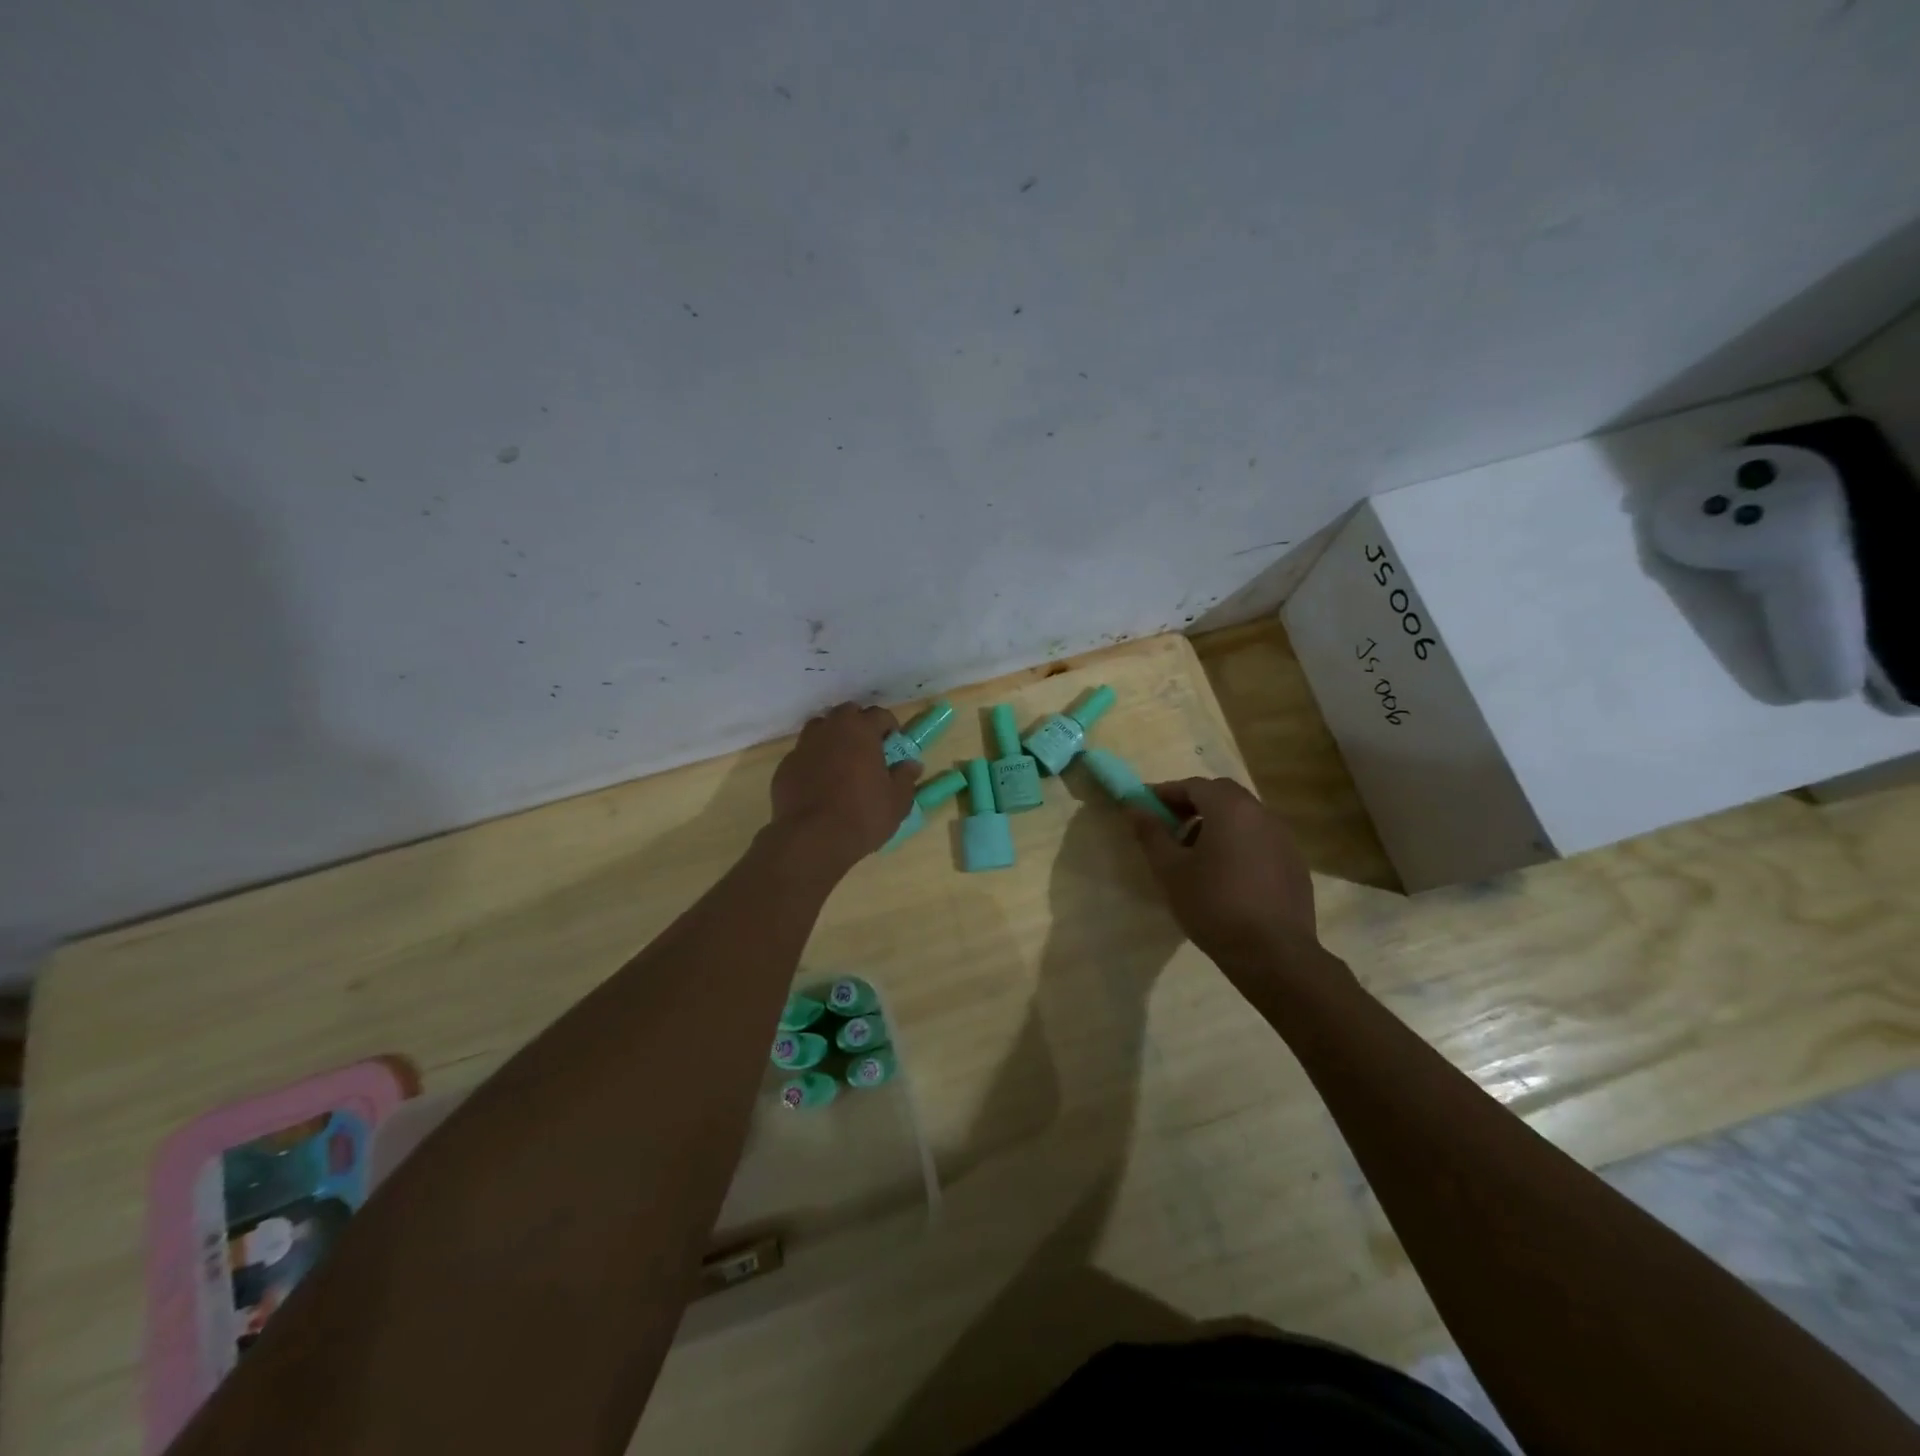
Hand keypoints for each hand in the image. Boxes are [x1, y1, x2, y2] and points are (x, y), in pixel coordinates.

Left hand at [769, 703, 921, 869]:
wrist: (811, 839)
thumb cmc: (862, 815)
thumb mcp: (897, 801)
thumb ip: (905, 778)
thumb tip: (911, 765)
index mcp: (860, 731)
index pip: (880, 714)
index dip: (890, 727)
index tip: (893, 743)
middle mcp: (830, 730)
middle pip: (846, 714)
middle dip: (859, 725)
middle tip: (867, 748)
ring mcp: (803, 746)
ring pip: (820, 729)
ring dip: (833, 738)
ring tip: (842, 762)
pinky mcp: (785, 767)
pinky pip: (803, 755)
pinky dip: (813, 761)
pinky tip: (819, 783)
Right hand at [1127, 778, 1320, 973]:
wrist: (1273, 954)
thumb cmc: (1213, 905)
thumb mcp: (1170, 870)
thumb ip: (1151, 833)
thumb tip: (1134, 807)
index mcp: (1230, 809)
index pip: (1193, 785)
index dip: (1166, 793)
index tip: (1145, 808)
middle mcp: (1262, 814)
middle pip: (1222, 796)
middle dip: (1192, 805)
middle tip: (1170, 828)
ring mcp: (1284, 838)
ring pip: (1243, 818)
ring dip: (1216, 824)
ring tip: (1196, 856)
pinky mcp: (1295, 863)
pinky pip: (1260, 840)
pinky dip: (1238, 844)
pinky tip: (1227, 876)